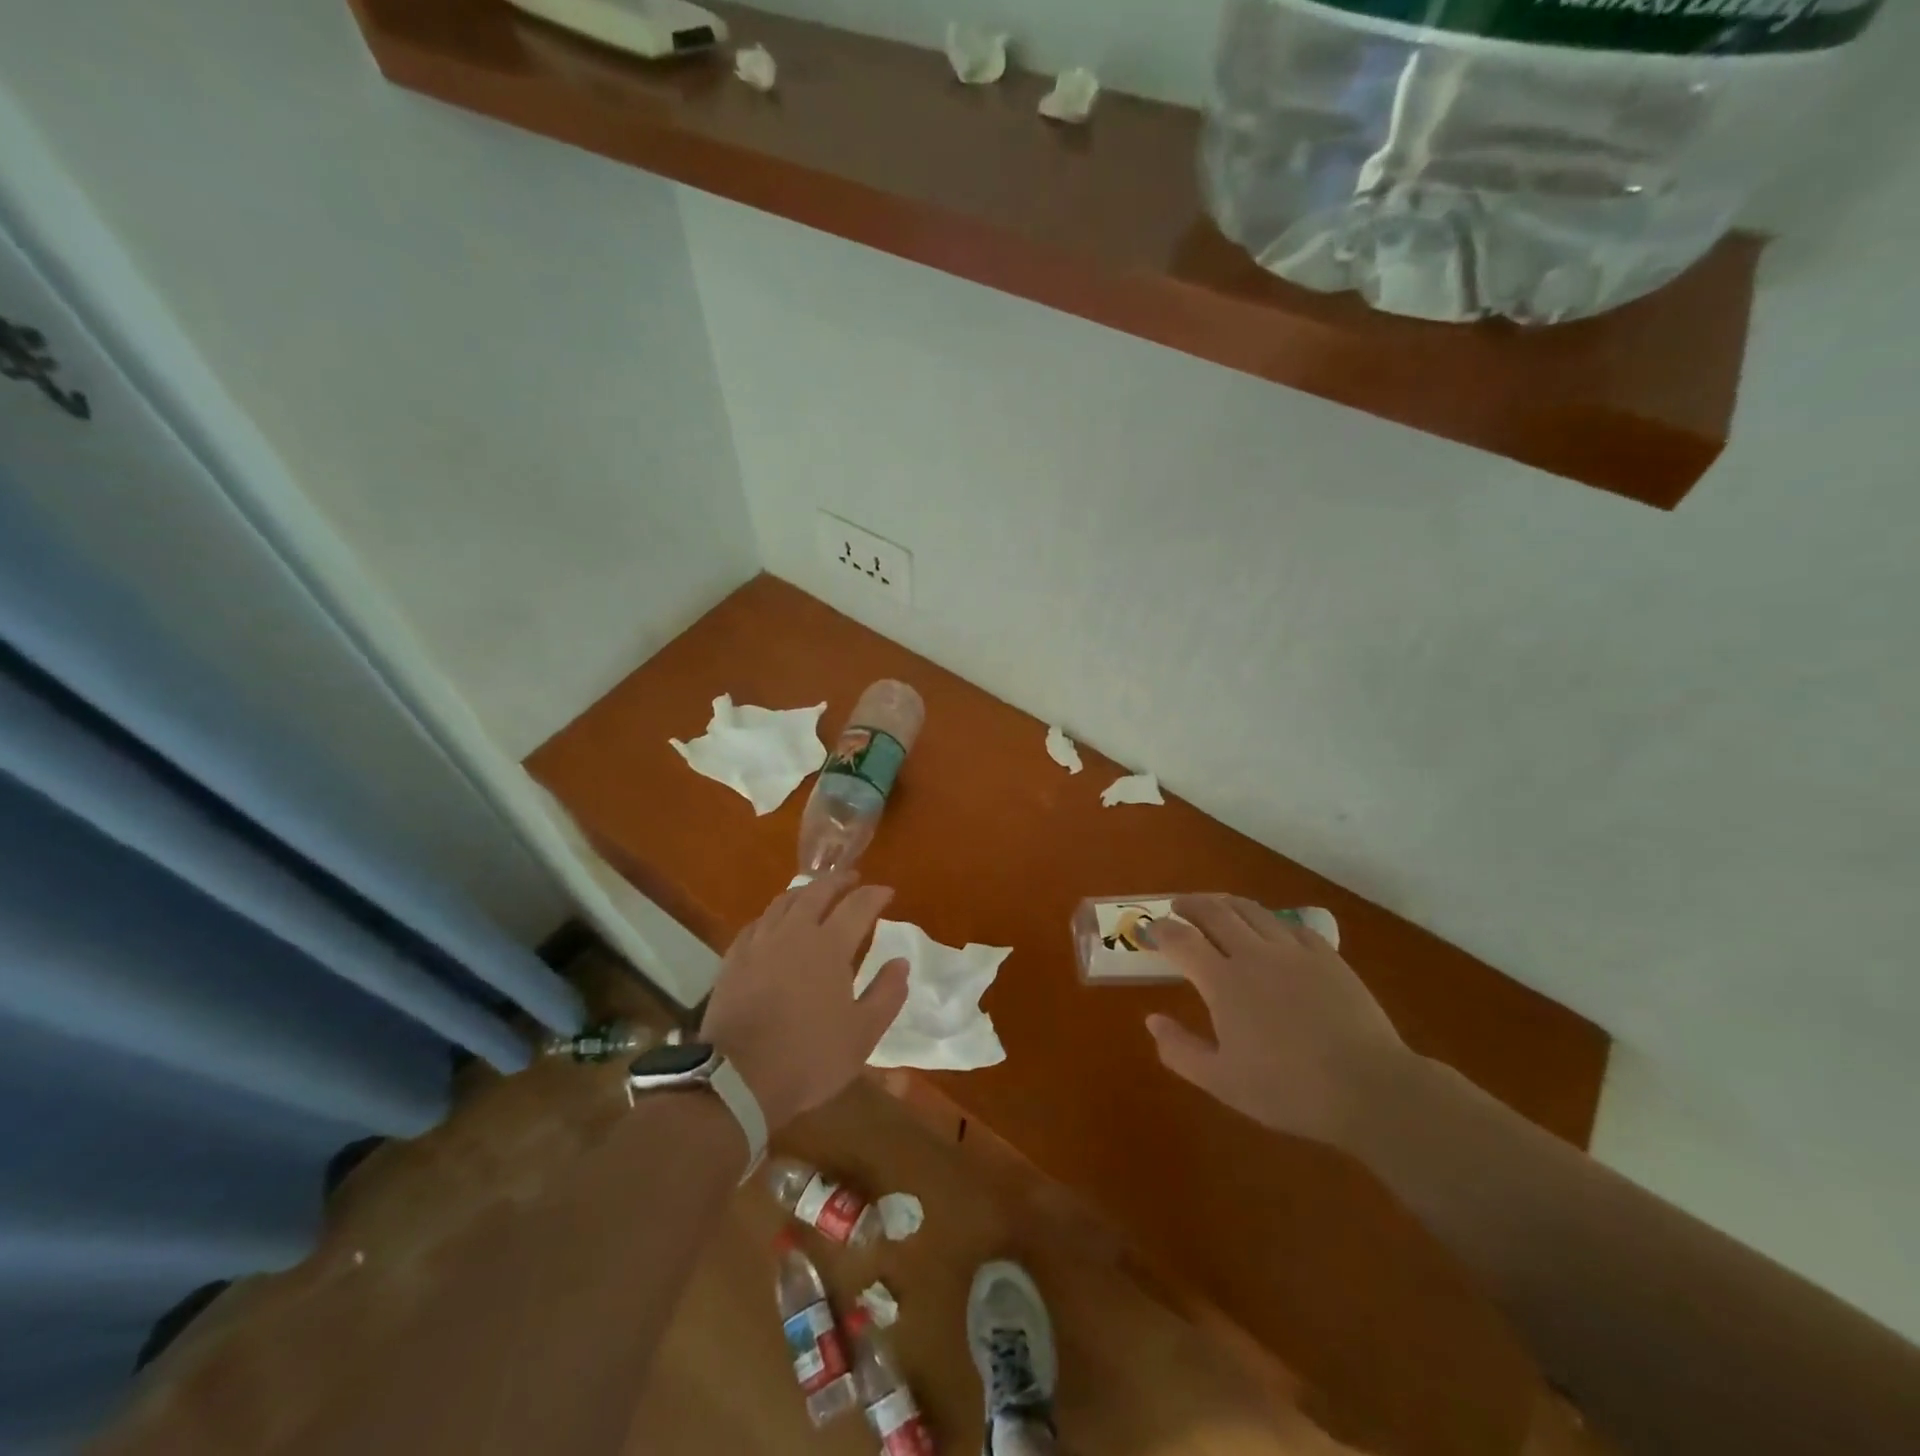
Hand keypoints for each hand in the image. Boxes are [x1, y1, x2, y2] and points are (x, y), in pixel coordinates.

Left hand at [699, 872, 909, 1131]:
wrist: (736, 1079)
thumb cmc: (809, 1057)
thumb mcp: (863, 1034)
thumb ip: (886, 994)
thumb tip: (901, 962)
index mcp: (829, 946)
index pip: (858, 905)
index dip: (875, 895)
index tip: (887, 893)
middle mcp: (794, 933)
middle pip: (817, 891)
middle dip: (839, 881)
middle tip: (852, 879)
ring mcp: (759, 943)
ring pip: (784, 901)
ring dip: (806, 891)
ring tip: (816, 893)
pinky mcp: (734, 959)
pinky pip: (758, 923)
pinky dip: (775, 914)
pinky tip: (776, 923)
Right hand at [1144, 895, 1412, 1146]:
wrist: (1369, 1088)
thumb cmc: (1288, 1090)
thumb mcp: (1222, 1082)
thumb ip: (1180, 1050)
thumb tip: (1152, 1020)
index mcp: (1223, 981)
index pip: (1181, 940)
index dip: (1162, 930)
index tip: (1151, 930)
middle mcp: (1253, 954)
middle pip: (1214, 912)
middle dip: (1191, 905)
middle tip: (1178, 906)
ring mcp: (1293, 951)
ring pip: (1252, 911)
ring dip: (1226, 903)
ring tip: (1217, 905)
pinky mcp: (1326, 956)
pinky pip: (1290, 925)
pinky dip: (1270, 921)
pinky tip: (1270, 930)